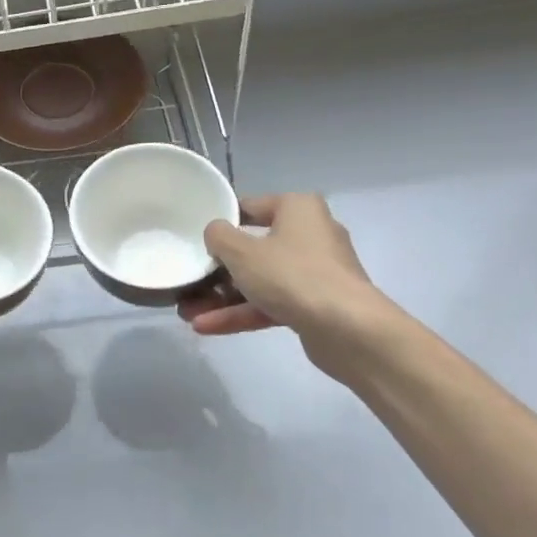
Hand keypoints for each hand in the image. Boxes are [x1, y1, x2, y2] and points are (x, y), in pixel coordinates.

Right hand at [178, 194, 405, 385]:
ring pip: (261, 280)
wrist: (349, 330)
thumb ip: (219, 236)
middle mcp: (310, 234)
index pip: (251, 206)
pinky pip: (272, 303)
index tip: (196, 238)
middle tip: (189, 281)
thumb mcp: (242, 251)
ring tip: (188, 312)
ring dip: (224, 297)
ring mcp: (315, 273)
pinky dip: (243, 313)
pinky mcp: (316, 305)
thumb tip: (216, 233)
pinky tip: (207, 327)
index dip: (221, 221)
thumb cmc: (292, 275)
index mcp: (298, 208)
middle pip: (254, 247)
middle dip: (218, 270)